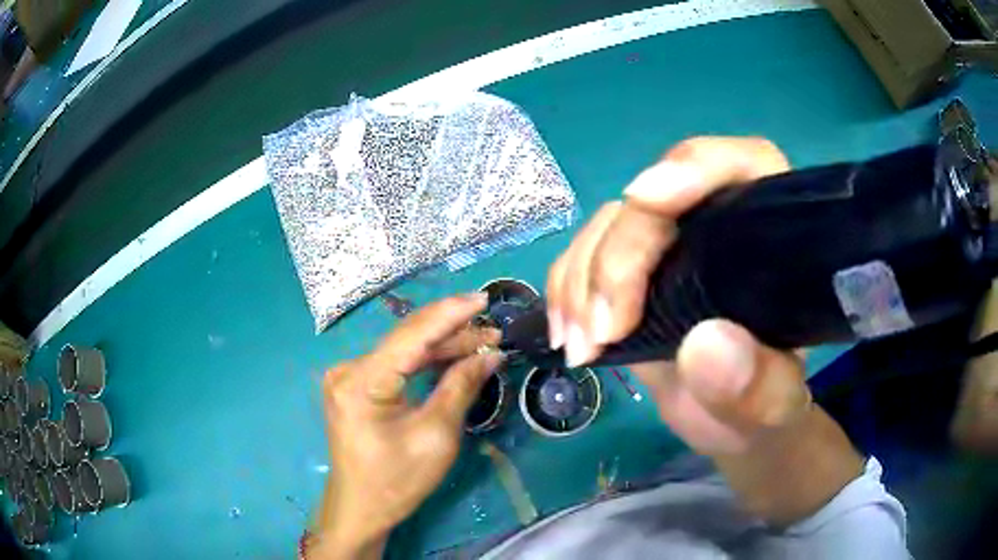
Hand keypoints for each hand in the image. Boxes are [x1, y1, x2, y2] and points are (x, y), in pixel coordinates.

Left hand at [311, 294, 502, 557]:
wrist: (361, 508)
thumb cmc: (397, 480)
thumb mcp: (436, 436)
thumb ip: (460, 387)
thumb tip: (491, 356)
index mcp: (362, 382)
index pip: (412, 336)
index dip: (450, 314)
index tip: (483, 299)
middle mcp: (349, 370)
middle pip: (407, 341)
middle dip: (453, 334)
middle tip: (493, 332)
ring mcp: (349, 377)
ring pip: (403, 351)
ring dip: (441, 347)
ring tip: (482, 343)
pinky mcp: (355, 386)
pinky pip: (395, 365)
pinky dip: (424, 362)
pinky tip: (453, 357)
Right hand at [546, 137, 809, 454]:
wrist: (728, 422)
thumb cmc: (763, 408)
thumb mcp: (773, 408)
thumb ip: (758, 385)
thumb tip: (706, 343)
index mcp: (769, 234)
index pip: (740, 165)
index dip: (695, 167)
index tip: (645, 198)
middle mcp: (716, 222)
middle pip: (657, 199)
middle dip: (619, 258)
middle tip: (601, 331)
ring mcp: (669, 244)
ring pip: (610, 225)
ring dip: (582, 281)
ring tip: (581, 348)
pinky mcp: (631, 271)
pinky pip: (584, 254)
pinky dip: (564, 288)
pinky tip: (566, 334)